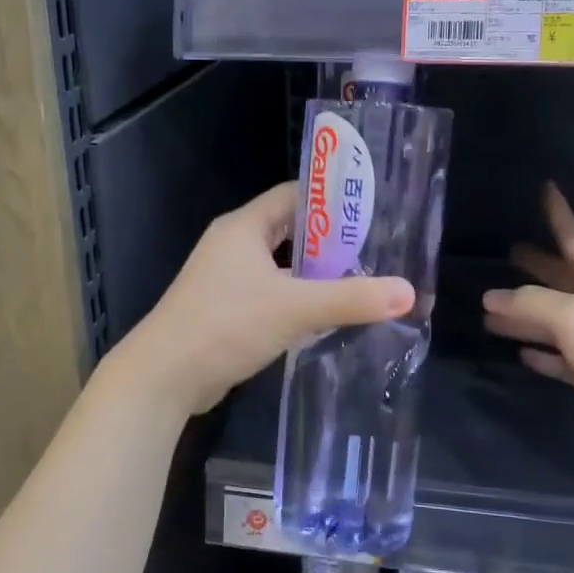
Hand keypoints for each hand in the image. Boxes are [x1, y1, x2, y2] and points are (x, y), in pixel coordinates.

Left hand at [124, 182, 416, 416]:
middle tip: (376, 252)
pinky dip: (297, 300)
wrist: (164, 377)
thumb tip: (408, 293)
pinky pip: (270, 295)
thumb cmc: (226, 325)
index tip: (372, 211)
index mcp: (244, 226)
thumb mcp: (295, 308)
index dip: (332, 199)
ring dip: (315, 275)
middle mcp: (233, 245)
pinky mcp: (225, 310)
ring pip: (281, 267)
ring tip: (360, 283)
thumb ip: (352, 299)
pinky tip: (326, 317)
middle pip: (291, 231)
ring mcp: (226, 279)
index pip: (294, 195)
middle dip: (331, 242)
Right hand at [483, 185, 573, 461]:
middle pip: (560, 277)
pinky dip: (540, 354)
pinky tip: (521, 354)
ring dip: (524, 314)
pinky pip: (559, 358)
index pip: (573, 237)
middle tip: (509, 252)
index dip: (559, 213)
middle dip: (537, 265)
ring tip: (489, 309)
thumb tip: (490, 296)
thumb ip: (528, 303)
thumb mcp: (571, 316)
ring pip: (552, 320)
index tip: (547, 188)